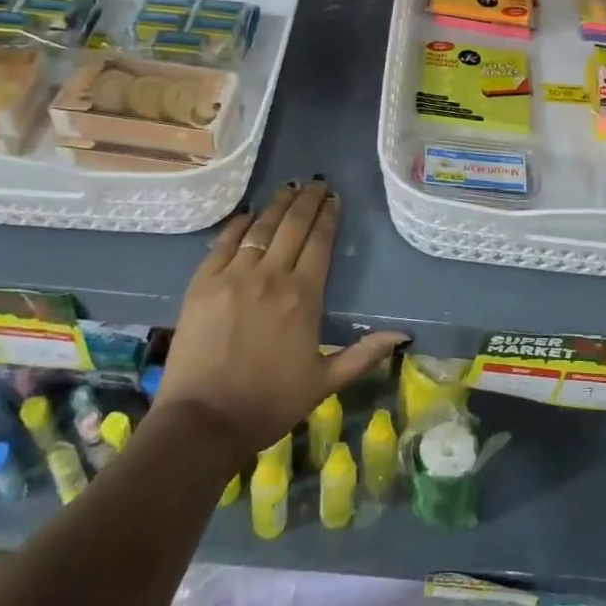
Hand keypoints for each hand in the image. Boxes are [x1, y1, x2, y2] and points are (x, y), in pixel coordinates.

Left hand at [153, 179, 406, 463]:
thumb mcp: (324, 383)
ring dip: (277, 204)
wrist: (203, 422)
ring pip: (261, 227)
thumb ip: (363, 354)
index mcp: (304, 296)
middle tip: (316, 183)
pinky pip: (224, 242)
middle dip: (307, 200)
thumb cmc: (269, 403)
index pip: (320, 242)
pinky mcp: (202, 283)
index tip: (334, 199)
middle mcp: (271, 276)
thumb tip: (403, 335)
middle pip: (293, 225)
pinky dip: (239, 223)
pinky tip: (249, 213)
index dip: (329, 216)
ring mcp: (233, 276)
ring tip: (289, 187)